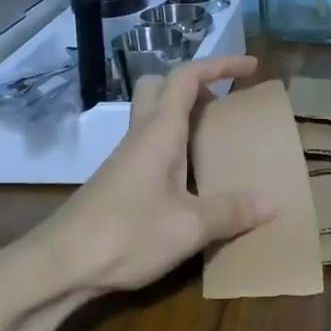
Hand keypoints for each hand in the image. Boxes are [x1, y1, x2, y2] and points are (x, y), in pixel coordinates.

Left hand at [31, 54, 274, 293]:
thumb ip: (230, 212)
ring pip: (152, 117)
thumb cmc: (126, 234)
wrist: (58, 265)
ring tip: (215, 141)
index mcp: (159, 132)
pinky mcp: (117, 183)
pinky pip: (149, 147)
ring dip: (183, 116)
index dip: (219, 65)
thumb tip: (272, 204)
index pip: (186, 78)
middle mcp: (140, 136)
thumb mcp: (189, 226)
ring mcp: (124, 159)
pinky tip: (190, 180)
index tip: (250, 67)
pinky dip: (174, 146)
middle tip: (222, 103)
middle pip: (159, 87)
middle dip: (193, 84)